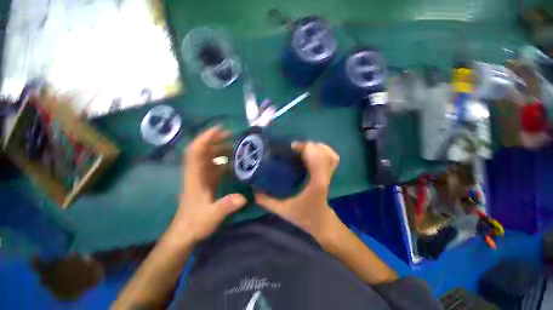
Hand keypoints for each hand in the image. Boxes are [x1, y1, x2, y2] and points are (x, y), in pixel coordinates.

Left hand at [171, 127, 246, 243]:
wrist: (185, 233)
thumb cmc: (195, 222)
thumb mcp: (211, 215)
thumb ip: (226, 206)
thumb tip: (243, 197)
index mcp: (194, 177)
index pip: (195, 151)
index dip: (205, 138)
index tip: (219, 129)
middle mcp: (195, 175)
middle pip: (202, 152)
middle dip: (214, 141)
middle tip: (232, 136)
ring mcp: (199, 181)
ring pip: (207, 161)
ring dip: (218, 152)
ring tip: (234, 148)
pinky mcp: (203, 188)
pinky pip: (212, 171)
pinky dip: (221, 165)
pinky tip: (232, 166)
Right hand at [255, 142, 340, 242]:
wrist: (321, 223)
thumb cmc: (303, 217)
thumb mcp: (283, 210)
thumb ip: (267, 201)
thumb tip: (252, 188)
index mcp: (316, 184)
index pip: (317, 160)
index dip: (306, 149)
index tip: (291, 147)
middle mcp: (325, 177)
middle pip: (324, 153)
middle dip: (309, 146)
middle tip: (294, 148)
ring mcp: (330, 175)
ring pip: (331, 154)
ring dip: (317, 147)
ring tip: (303, 148)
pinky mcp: (330, 175)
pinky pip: (332, 158)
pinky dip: (324, 151)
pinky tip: (313, 151)